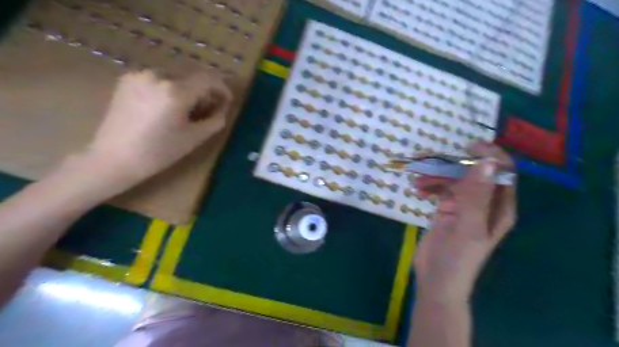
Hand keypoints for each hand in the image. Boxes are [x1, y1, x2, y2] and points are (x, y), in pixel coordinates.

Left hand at [85, 67, 231, 184]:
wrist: (114, 158)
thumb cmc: (159, 152)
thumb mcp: (195, 138)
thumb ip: (215, 120)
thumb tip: (223, 108)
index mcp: (175, 91)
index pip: (208, 79)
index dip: (222, 88)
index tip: (227, 101)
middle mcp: (157, 75)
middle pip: (192, 78)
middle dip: (204, 93)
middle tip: (206, 112)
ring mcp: (139, 75)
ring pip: (175, 79)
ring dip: (186, 92)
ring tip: (184, 112)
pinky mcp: (127, 79)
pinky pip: (158, 80)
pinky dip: (169, 90)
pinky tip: (165, 108)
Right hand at [412, 143, 514, 301]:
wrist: (436, 280)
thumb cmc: (457, 257)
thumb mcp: (468, 226)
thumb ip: (476, 195)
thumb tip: (486, 161)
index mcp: (500, 206)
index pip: (502, 171)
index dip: (489, 155)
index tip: (467, 146)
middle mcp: (485, 202)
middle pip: (472, 173)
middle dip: (451, 164)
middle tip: (427, 159)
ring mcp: (464, 205)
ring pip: (453, 179)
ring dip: (435, 175)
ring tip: (416, 177)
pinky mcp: (447, 209)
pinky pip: (440, 189)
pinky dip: (429, 185)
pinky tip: (417, 189)